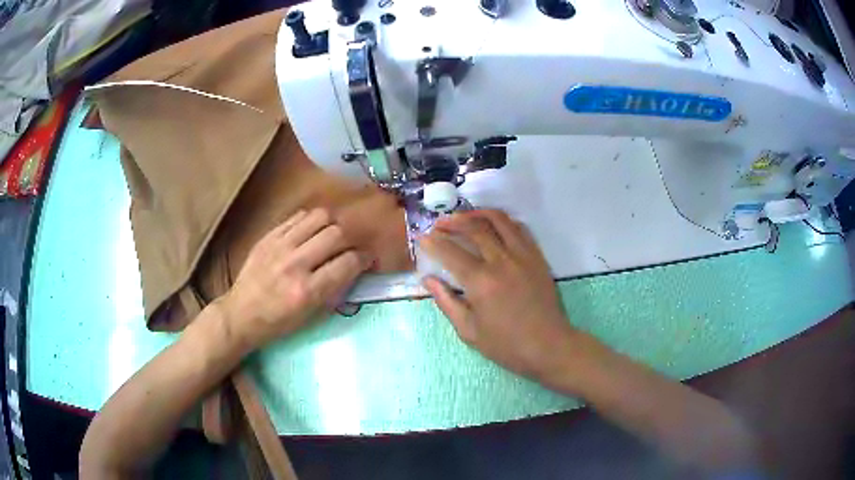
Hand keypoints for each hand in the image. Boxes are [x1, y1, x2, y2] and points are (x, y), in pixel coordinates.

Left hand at [219, 209, 371, 350]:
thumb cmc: (278, 323)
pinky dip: (311, 221)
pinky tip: (312, 231)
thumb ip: (335, 290)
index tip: (367, 259)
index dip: (364, 259)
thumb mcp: (311, 316)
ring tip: (332, 235)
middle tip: (350, 247)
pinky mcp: (268, 236)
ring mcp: (279, 246)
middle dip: (351, 239)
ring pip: (319, 217)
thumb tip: (354, 268)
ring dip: (333, 224)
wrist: (240, 314)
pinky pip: (297, 216)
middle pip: (336, 234)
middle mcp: (295, 264)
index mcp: (307, 291)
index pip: (348, 263)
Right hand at [420, 210, 578, 384]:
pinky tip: (494, 225)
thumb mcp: (469, 331)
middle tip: (439, 224)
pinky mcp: (537, 257)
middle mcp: (501, 261)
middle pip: (473, 229)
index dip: (432, 242)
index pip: (450, 252)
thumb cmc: (506, 345)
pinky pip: (519, 228)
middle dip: (452, 222)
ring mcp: (522, 255)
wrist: (548, 346)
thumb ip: (446, 301)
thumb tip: (428, 280)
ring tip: (464, 216)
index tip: (421, 237)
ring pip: (498, 221)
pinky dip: (503, 221)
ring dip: (477, 214)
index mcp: (481, 282)